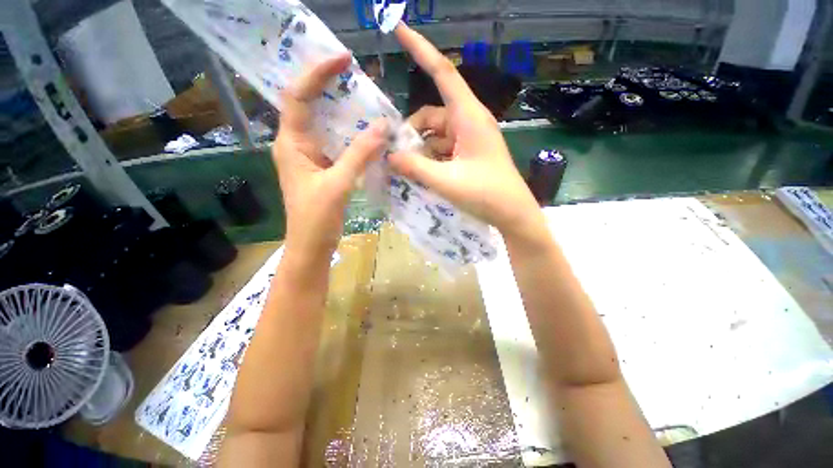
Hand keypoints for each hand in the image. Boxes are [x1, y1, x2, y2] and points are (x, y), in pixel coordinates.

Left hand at [273, 53, 386, 261]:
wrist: (312, 246)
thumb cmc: (316, 218)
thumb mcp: (338, 184)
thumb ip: (360, 155)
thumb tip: (383, 126)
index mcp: (291, 143)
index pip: (298, 96)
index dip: (317, 74)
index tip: (343, 59)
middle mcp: (298, 144)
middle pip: (311, 106)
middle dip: (331, 88)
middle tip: (358, 79)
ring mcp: (311, 157)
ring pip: (327, 126)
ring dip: (345, 114)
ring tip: (368, 102)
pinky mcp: (324, 169)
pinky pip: (338, 145)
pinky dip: (353, 137)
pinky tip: (369, 135)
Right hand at [389, 25, 540, 237]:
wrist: (513, 214)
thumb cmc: (486, 195)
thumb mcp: (446, 181)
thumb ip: (415, 168)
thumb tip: (389, 156)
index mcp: (469, 117)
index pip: (443, 72)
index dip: (420, 48)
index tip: (399, 27)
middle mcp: (469, 122)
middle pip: (431, 115)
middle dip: (411, 133)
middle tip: (395, 157)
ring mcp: (469, 139)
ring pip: (435, 135)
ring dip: (420, 150)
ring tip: (408, 172)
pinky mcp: (469, 154)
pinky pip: (443, 149)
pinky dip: (430, 159)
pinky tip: (422, 176)